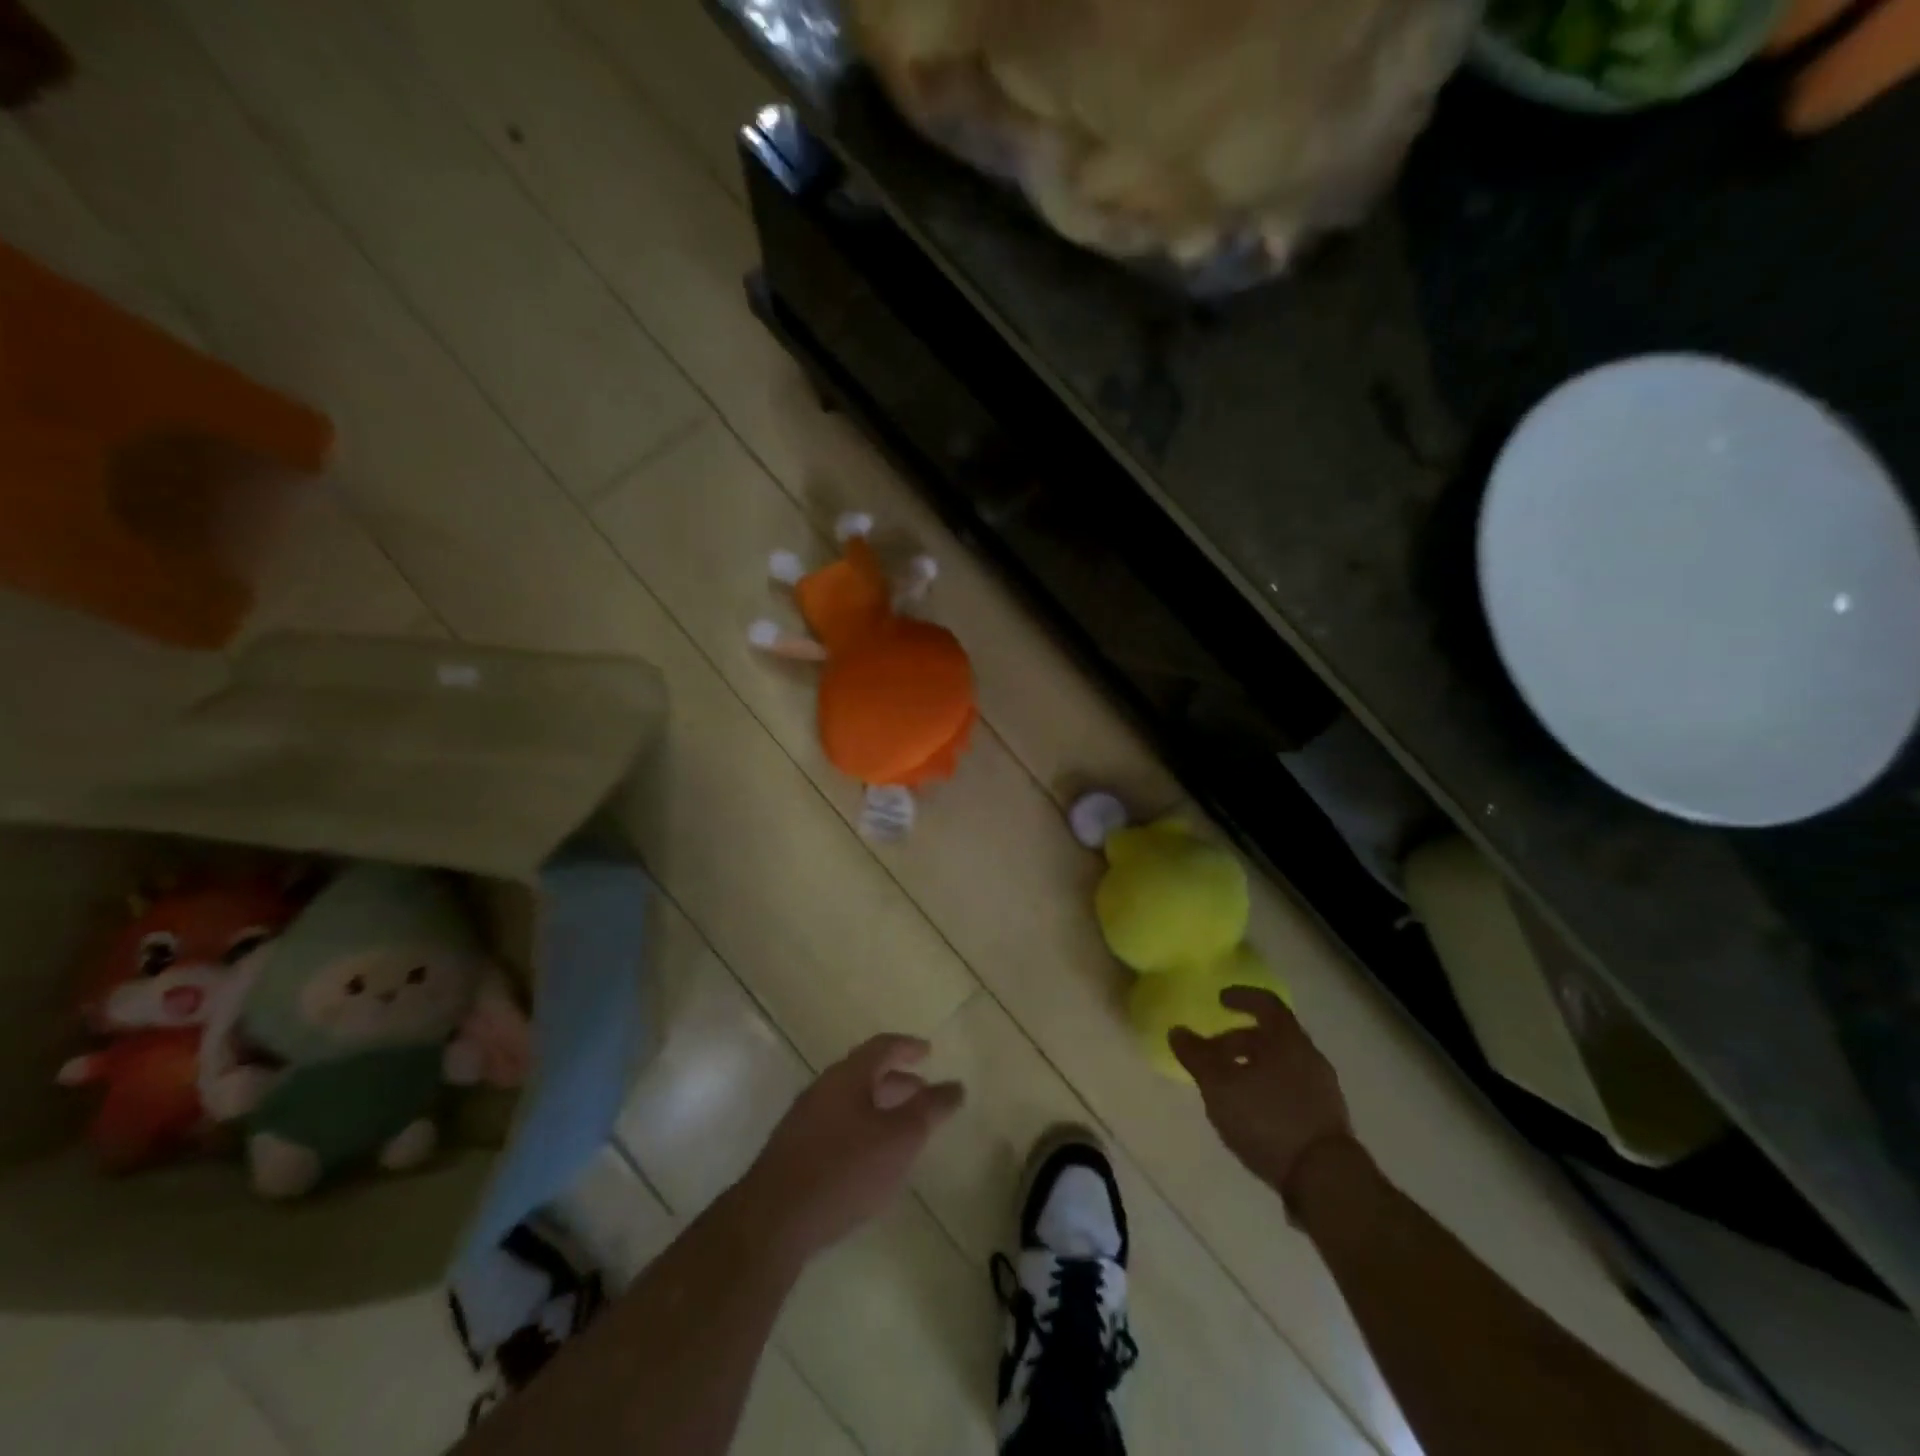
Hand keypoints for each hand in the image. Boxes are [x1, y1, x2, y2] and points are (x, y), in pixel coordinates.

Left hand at [739, 1034, 964, 1263]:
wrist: (774, 1219)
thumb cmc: (845, 1169)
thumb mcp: (900, 1139)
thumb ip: (929, 1110)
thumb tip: (956, 1086)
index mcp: (847, 1076)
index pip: (881, 1047)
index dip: (907, 1046)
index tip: (928, 1051)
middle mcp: (823, 1088)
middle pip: (864, 1073)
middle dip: (895, 1079)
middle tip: (921, 1090)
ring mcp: (804, 1119)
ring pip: (849, 1101)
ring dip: (878, 1106)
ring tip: (901, 1127)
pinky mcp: (794, 1151)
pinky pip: (836, 1124)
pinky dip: (860, 1127)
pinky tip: (869, 1157)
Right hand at [1170, 988, 1354, 1205]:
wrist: (1326, 1180)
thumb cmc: (1268, 1119)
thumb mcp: (1220, 1086)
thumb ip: (1197, 1056)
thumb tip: (1177, 1031)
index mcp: (1288, 1040)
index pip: (1267, 1003)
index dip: (1242, 997)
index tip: (1220, 1000)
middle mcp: (1310, 1057)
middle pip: (1271, 1037)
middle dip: (1238, 1041)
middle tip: (1211, 1054)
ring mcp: (1322, 1090)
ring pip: (1281, 1065)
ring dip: (1252, 1067)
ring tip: (1227, 1086)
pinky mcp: (1326, 1120)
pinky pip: (1291, 1090)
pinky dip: (1267, 1089)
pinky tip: (1250, 1112)